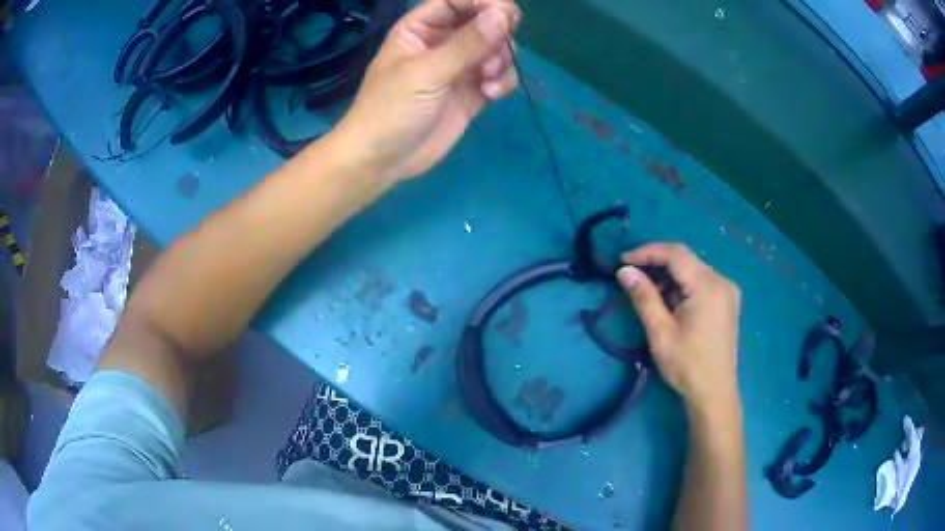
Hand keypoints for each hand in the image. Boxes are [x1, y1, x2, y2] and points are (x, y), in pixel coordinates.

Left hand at [333, 0, 520, 180]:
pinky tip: (491, 93)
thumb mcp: (426, 73)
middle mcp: (443, 41)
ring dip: (501, 60)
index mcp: (421, 28)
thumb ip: (466, 44)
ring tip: (488, 80)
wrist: (382, 160)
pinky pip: (499, 74)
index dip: (483, 1)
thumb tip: (502, 14)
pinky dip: (503, 80)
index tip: (506, 13)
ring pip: (496, 48)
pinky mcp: (472, 90)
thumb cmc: (390, 110)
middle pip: (483, 20)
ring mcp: (459, 66)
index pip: (457, 1)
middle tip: (502, 46)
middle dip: (498, 32)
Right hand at [616, 244, 741, 414]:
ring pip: (692, 270)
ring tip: (647, 294)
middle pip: (685, 259)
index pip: (675, 253)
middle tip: (631, 278)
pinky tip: (669, 302)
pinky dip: (681, 286)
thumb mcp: (660, 332)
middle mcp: (722, 280)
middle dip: (656, 264)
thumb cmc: (687, 365)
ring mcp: (727, 291)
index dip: (647, 252)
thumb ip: (643, 297)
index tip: (622, 261)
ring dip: (668, 277)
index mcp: (708, 285)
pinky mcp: (727, 301)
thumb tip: (624, 271)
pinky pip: (701, 282)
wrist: (714, 393)